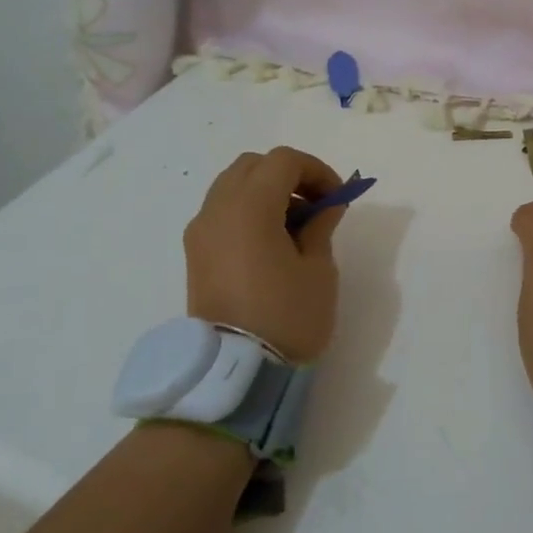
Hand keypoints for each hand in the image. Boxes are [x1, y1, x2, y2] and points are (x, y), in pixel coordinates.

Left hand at [185, 147, 345, 364]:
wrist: (236, 372)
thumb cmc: (287, 316)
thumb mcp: (318, 269)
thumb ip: (321, 225)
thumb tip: (325, 205)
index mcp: (248, 208)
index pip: (283, 161)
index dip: (316, 170)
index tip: (337, 198)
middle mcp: (216, 210)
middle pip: (253, 165)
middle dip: (289, 175)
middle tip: (316, 205)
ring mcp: (200, 232)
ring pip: (233, 186)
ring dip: (267, 192)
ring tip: (295, 226)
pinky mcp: (195, 253)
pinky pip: (222, 211)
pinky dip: (248, 210)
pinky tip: (272, 242)